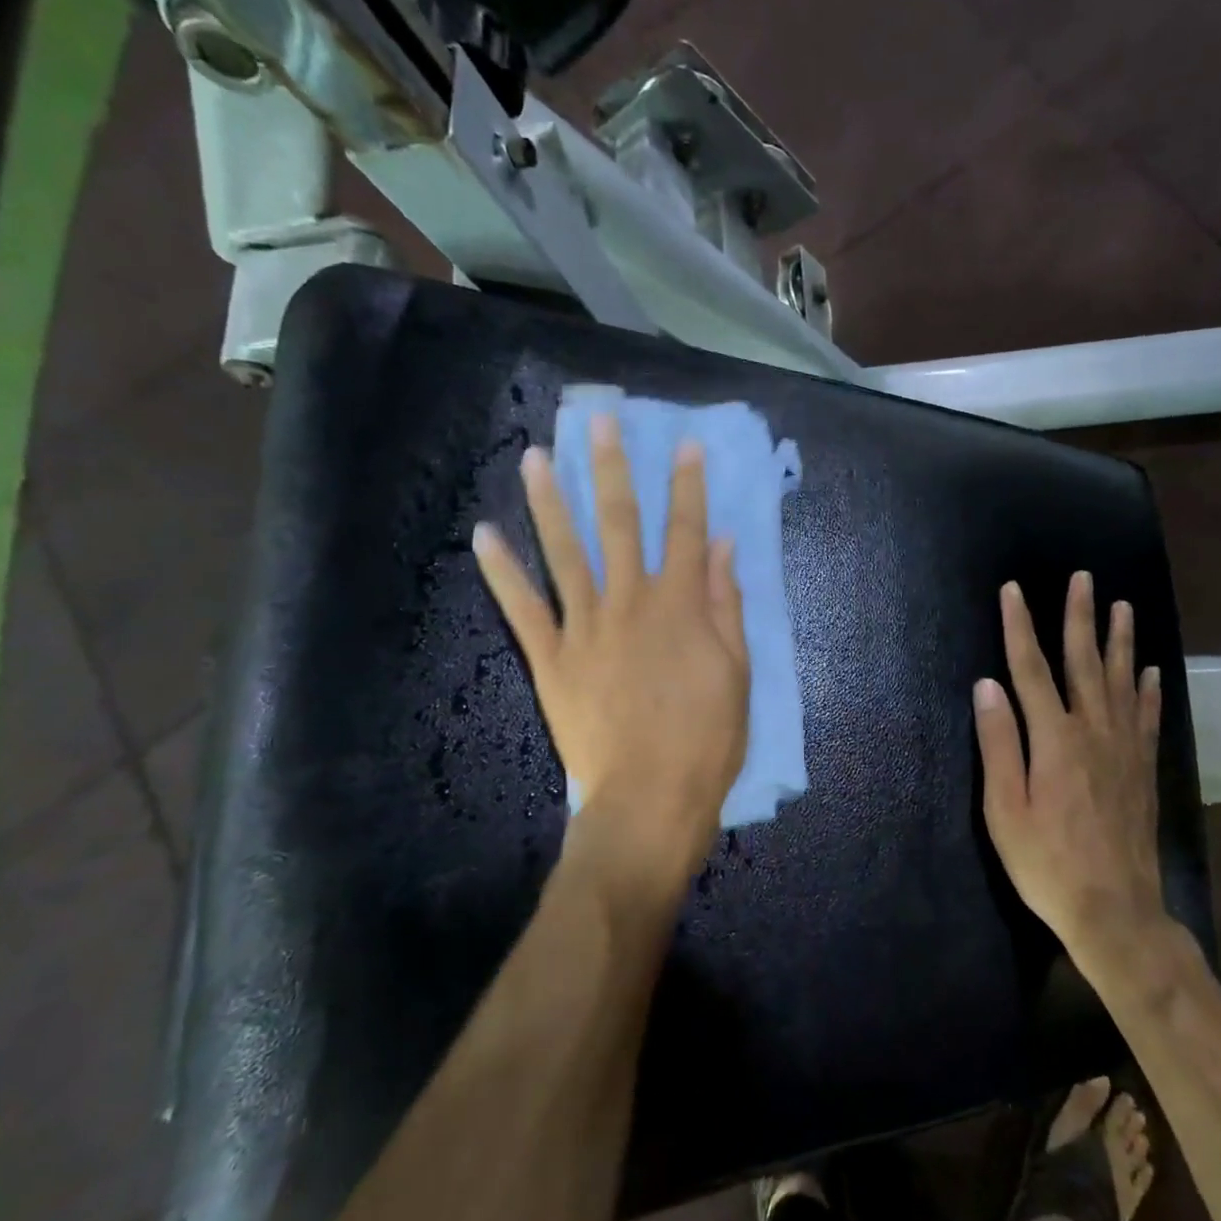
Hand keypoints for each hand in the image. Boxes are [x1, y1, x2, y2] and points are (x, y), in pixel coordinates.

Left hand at [472, 415, 749, 899]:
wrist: (650, 798)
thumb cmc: (707, 739)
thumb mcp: (736, 671)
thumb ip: (724, 605)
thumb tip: (722, 547)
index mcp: (679, 606)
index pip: (686, 531)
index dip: (688, 486)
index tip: (686, 445)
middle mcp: (629, 603)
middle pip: (620, 525)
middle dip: (613, 469)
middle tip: (600, 421)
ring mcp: (584, 628)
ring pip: (565, 553)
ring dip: (550, 503)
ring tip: (535, 458)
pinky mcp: (551, 659)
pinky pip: (522, 609)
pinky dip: (502, 573)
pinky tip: (483, 536)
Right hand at [973, 573, 1168, 979]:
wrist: (1114, 910)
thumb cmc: (1046, 862)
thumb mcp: (1004, 808)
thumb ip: (998, 743)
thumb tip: (987, 685)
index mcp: (1053, 739)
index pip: (1030, 669)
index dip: (1020, 626)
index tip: (1013, 590)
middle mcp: (1093, 731)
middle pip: (1084, 662)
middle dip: (1080, 617)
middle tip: (1083, 578)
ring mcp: (1124, 749)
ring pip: (1122, 681)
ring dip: (1120, 641)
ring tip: (1122, 607)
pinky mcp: (1143, 769)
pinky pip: (1147, 717)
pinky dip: (1149, 690)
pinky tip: (1151, 671)